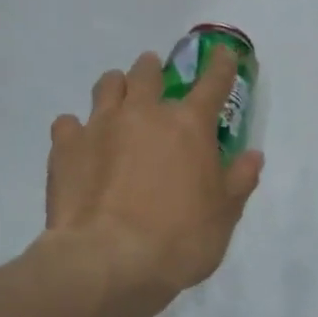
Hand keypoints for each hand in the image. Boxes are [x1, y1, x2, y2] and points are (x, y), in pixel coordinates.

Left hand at [42, 48, 263, 316]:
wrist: (108, 262)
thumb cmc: (179, 239)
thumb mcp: (224, 215)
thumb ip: (239, 180)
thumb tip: (253, 155)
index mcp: (189, 125)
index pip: (213, 82)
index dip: (221, 66)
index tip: (223, 54)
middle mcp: (144, 113)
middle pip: (148, 72)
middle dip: (154, 71)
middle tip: (157, 82)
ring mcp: (100, 125)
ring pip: (107, 85)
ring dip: (117, 87)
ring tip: (119, 101)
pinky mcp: (65, 146)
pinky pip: (68, 123)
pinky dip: (77, 128)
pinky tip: (81, 145)